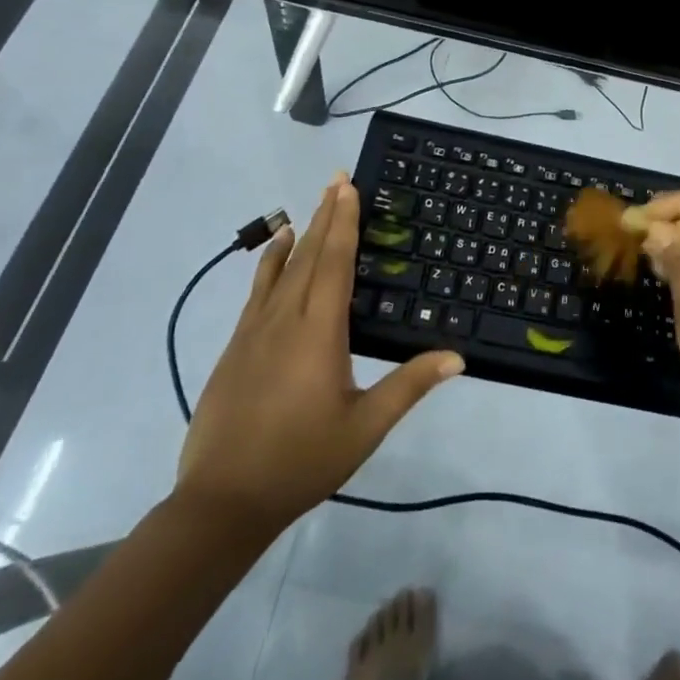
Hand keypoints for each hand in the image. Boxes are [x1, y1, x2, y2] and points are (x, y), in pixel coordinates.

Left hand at [177, 176, 464, 532]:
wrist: (221, 502)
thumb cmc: (300, 461)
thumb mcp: (364, 427)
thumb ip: (409, 386)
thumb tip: (457, 357)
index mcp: (320, 332)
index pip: (335, 263)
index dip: (344, 222)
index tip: (349, 187)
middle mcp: (286, 319)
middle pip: (310, 255)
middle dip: (327, 214)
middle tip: (337, 178)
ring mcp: (255, 330)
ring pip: (282, 268)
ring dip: (301, 232)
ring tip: (313, 205)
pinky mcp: (236, 345)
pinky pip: (258, 289)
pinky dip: (270, 262)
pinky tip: (277, 249)